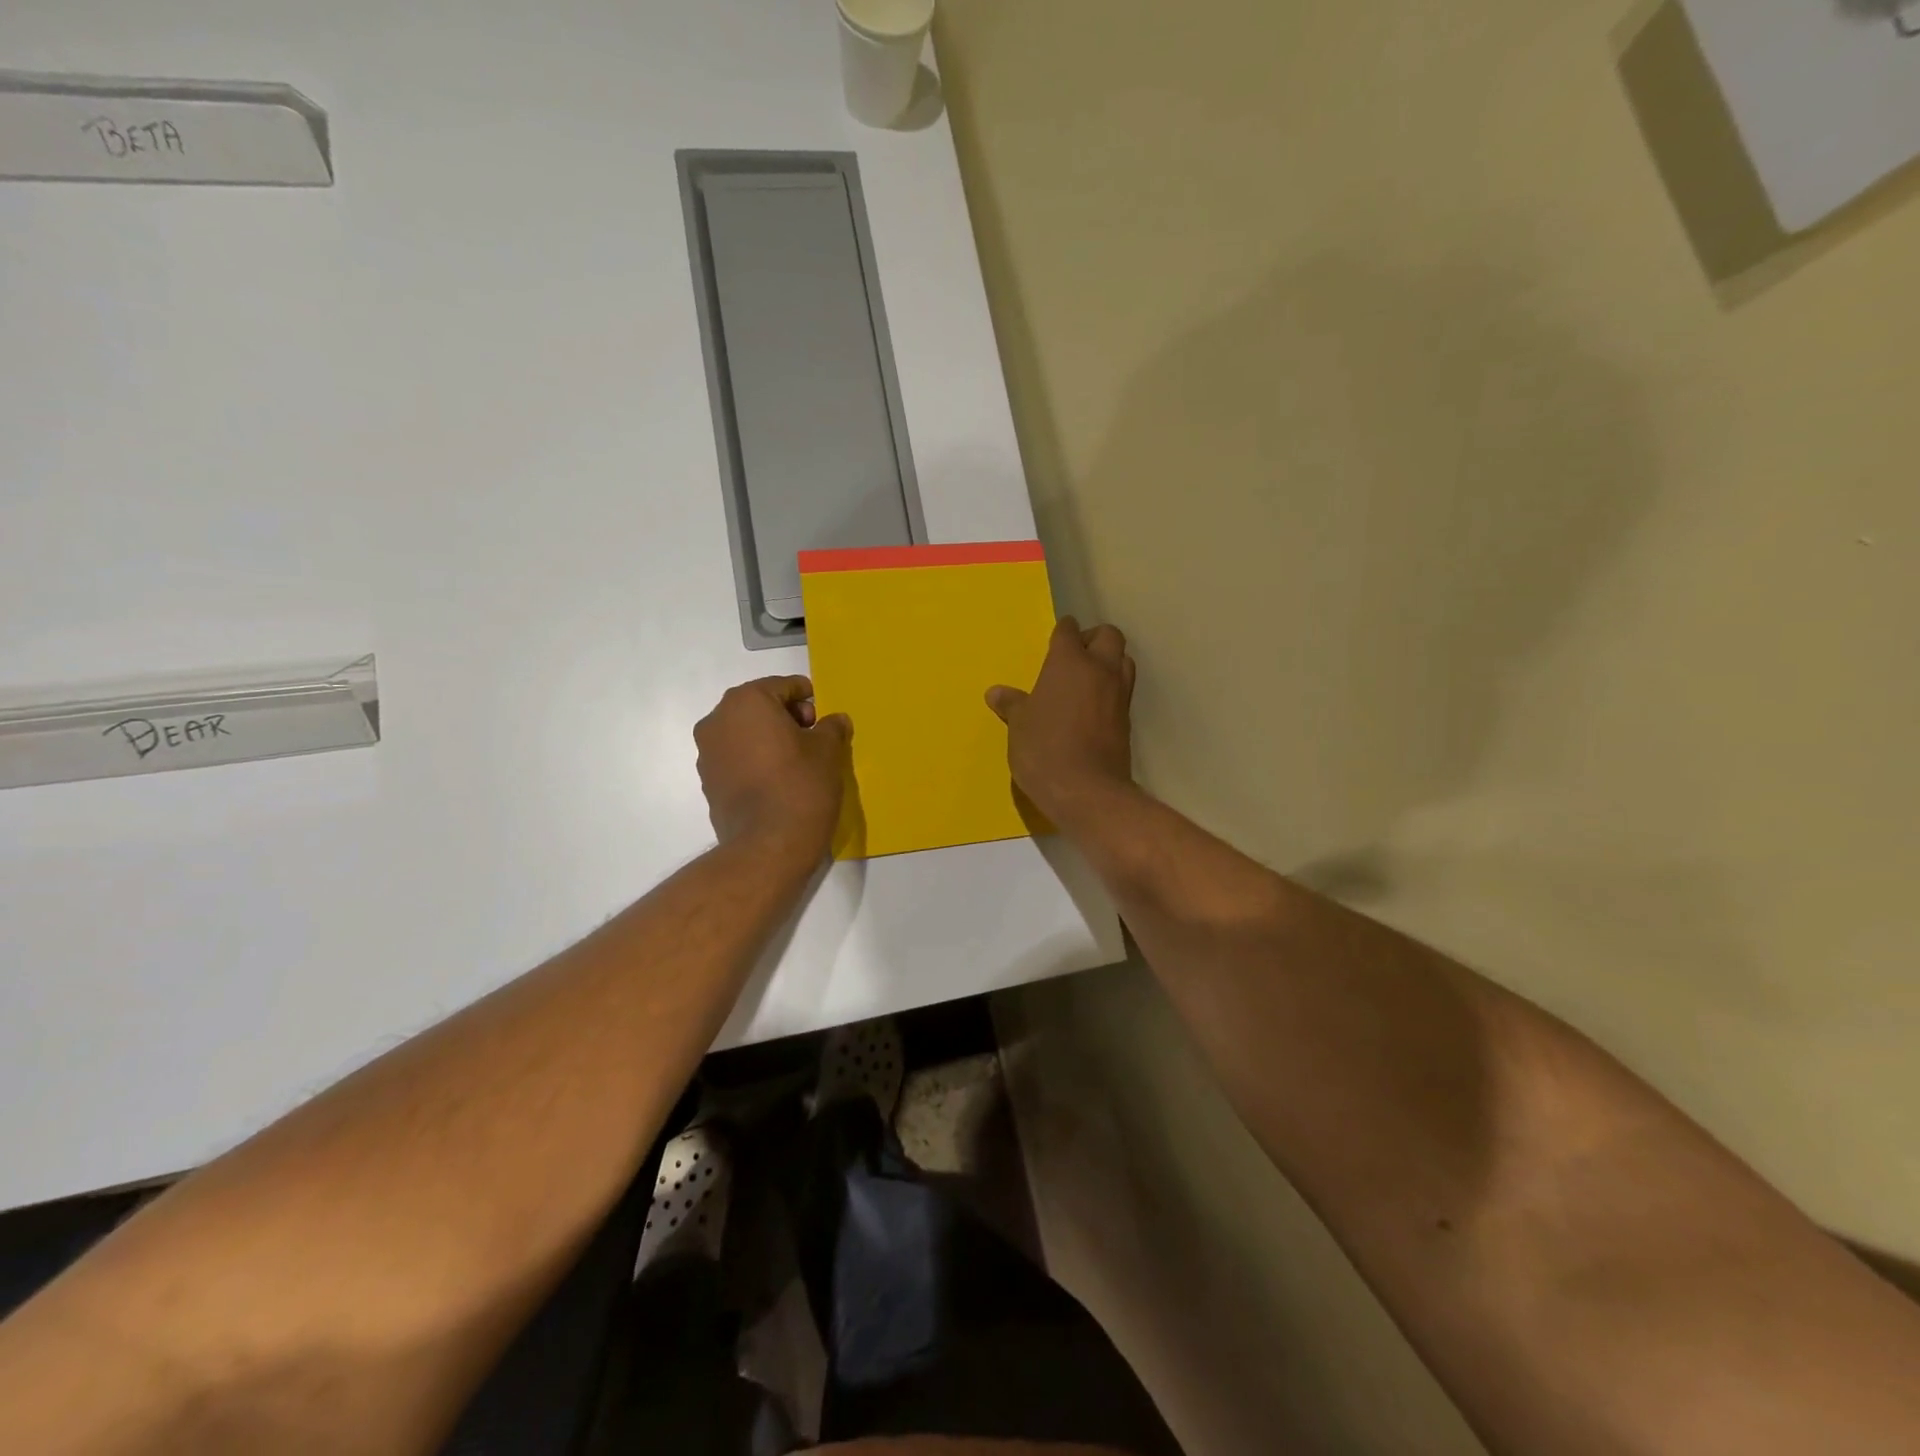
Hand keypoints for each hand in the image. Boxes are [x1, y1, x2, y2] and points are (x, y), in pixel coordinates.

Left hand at [695, 677, 850, 857]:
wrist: (768, 847)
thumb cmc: (801, 786)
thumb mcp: (828, 751)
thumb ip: (831, 728)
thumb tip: (835, 720)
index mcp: (747, 701)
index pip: (784, 686)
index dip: (809, 699)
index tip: (824, 718)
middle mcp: (718, 720)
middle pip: (760, 707)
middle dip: (787, 718)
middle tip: (814, 739)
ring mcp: (707, 753)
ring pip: (745, 734)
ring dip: (769, 740)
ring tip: (797, 763)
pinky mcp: (708, 782)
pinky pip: (736, 759)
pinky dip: (756, 762)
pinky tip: (778, 782)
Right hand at [987, 617, 1135, 826]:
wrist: (1086, 790)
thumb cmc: (1044, 749)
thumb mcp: (1019, 726)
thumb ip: (1012, 704)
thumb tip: (996, 693)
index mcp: (1070, 662)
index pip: (1068, 631)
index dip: (1062, 632)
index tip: (1055, 639)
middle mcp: (1100, 670)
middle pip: (1108, 636)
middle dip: (1093, 639)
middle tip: (1074, 657)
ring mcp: (1119, 695)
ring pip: (1123, 661)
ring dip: (1109, 663)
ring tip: (1086, 681)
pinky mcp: (1127, 721)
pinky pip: (1123, 692)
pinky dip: (1111, 691)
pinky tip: (1093, 708)